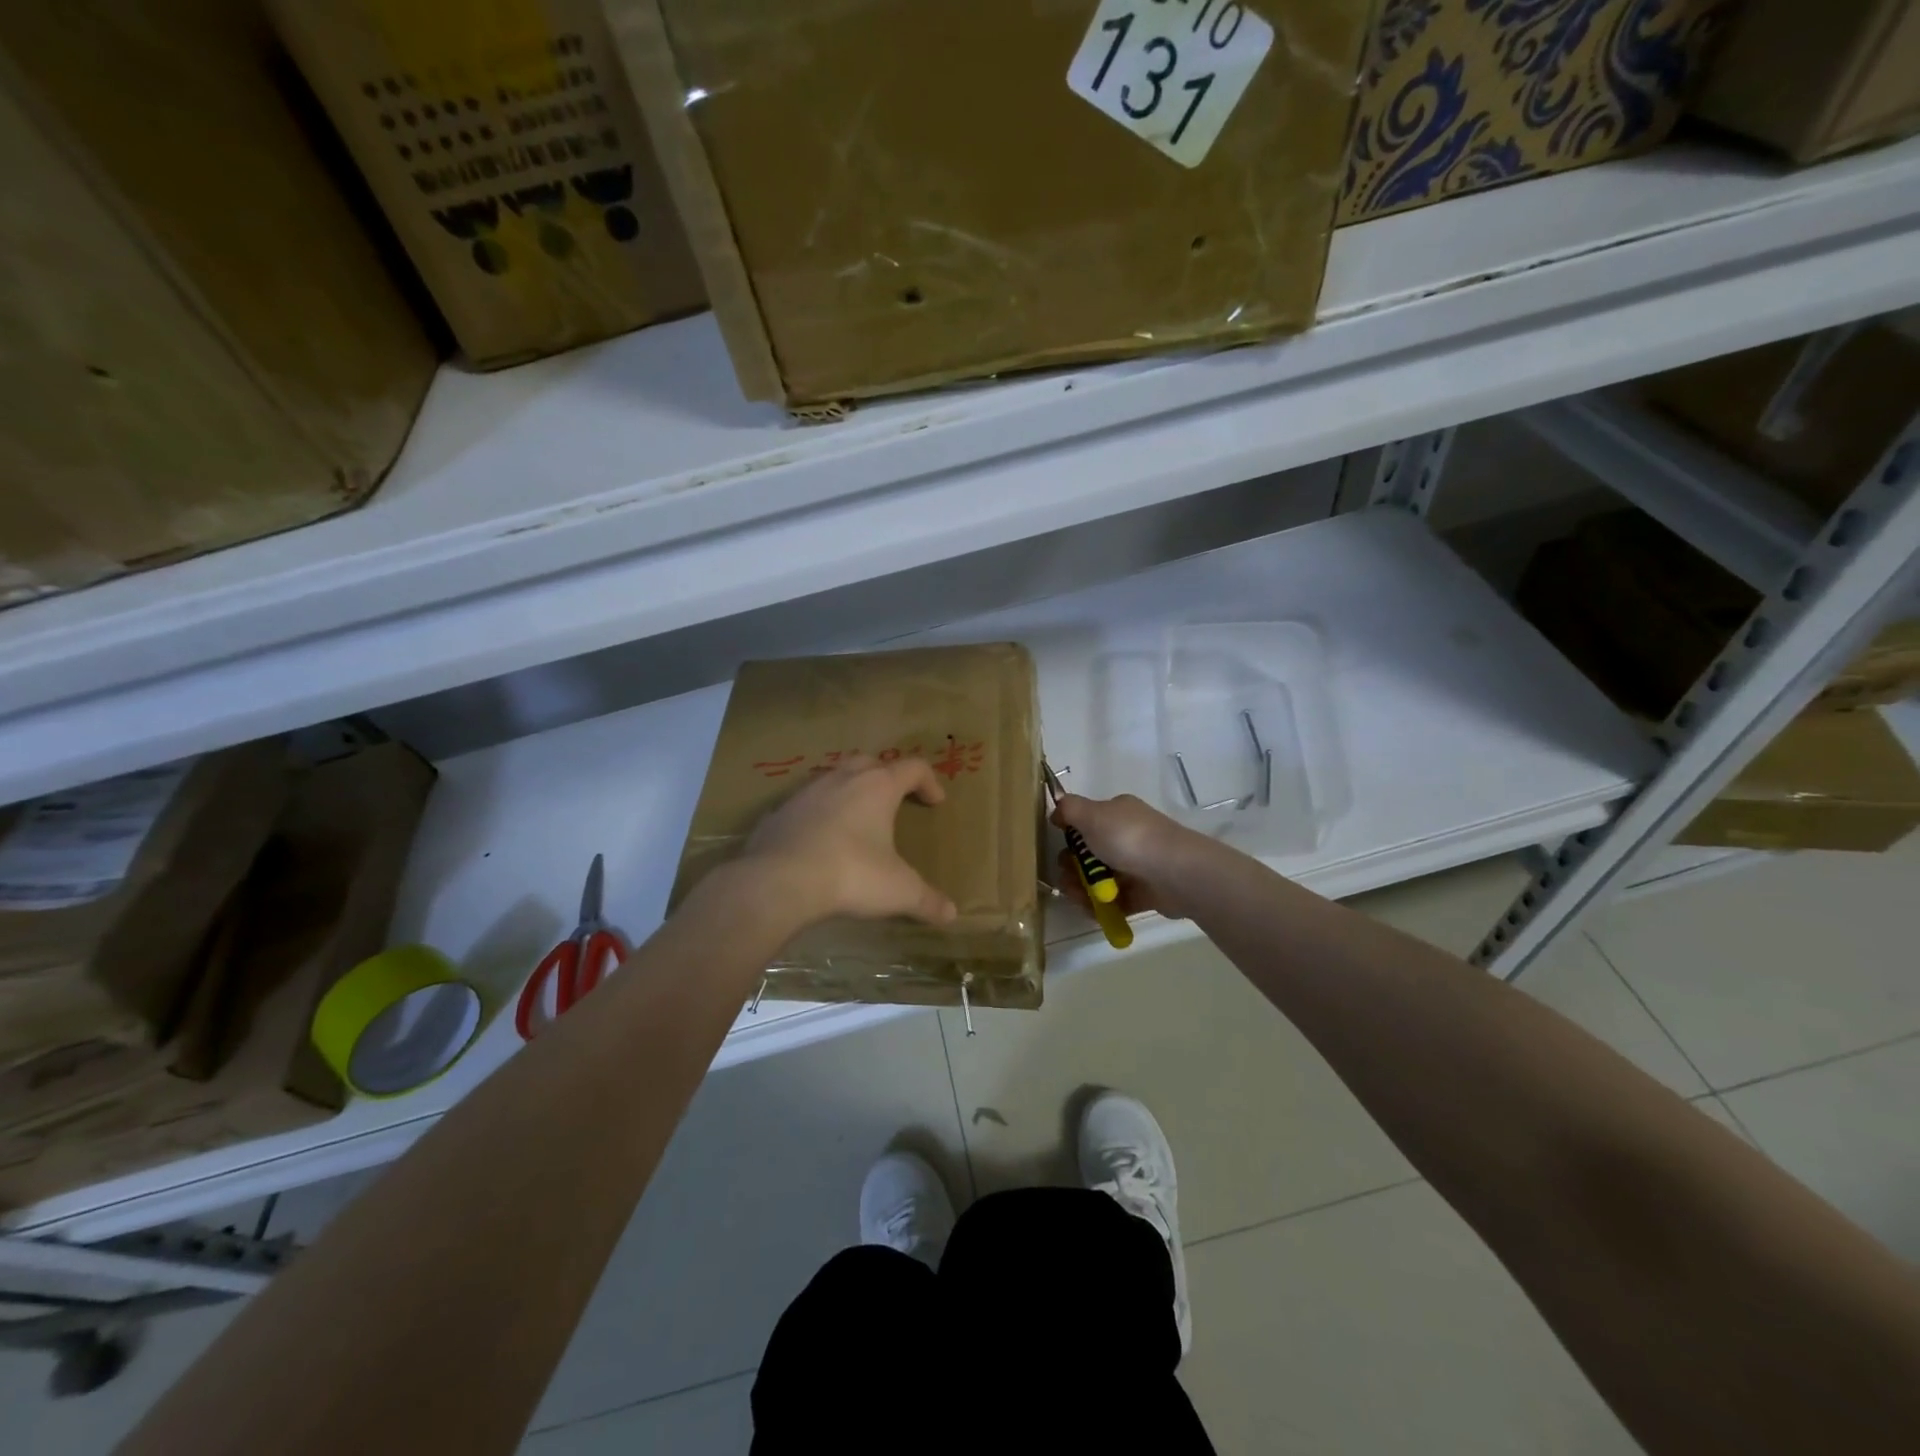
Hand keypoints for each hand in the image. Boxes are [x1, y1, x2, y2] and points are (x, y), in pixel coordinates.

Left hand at [739, 756, 958, 927]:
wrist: (778, 881)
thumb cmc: (850, 874)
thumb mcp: (898, 891)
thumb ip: (927, 900)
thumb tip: (952, 914)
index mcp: (877, 786)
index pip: (913, 768)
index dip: (929, 782)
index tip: (936, 803)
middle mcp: (842, 778)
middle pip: (871, 762)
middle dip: (886, 776)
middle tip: (894, 800)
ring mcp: (806, 792)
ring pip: (834, 777)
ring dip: (850, 790)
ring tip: (857, 818)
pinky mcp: (779, 811)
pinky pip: (805, 803)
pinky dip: (818, 813)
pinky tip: (819, 839)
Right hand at [1051, 793, 1209, 920]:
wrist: (1175, 873)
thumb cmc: (1130, 839)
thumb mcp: (1092, 814)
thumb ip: (1070, 809)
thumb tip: (1057, 810)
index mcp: (1117, 813)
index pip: (1087, 822)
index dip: (1070, 836)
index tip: (1060, 848)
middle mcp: (1128, 836)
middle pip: (1089, 854)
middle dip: (1072, 868)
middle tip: (1067, 880)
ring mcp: (1137, 865)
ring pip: (1100, 879)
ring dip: (1082, 890)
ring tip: (1080, 899)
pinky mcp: (1144, 892)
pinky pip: (1115, 900)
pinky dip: (1101, 906)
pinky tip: (1094, 910)